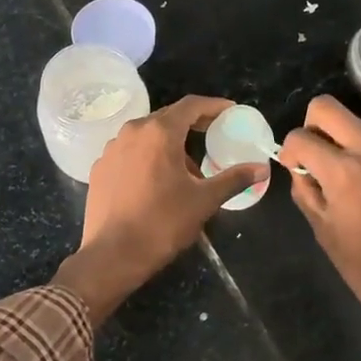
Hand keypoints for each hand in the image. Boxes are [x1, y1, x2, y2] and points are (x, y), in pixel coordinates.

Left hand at [53, 95, 268, 323]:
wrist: (112, 255)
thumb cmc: (162, 223)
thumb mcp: (204, 201)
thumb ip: (234, 179)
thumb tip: (261, 169)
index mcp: (159, 132)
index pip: (191, 105)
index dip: (214, 106)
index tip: (230, 112)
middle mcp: (132, 132)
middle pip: (168, 117)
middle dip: (193, 125)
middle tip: (214, 136)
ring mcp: (111, 149)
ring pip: (147, 135)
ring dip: (169, 144)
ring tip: (187, 169)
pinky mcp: (100, 168)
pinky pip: (130, 152)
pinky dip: (148, 157)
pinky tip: (157, 182)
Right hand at [278, 96, 360, 348]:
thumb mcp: (324, 232)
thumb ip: (306, 192)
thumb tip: (301, 170)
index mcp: (344, 172)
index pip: (301, 137)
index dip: (289, 151)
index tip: (294, 170)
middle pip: (328, 108)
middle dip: (311, 126)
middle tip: (313, 158)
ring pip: (357, 123)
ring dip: (341, 140)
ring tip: (344, 179)